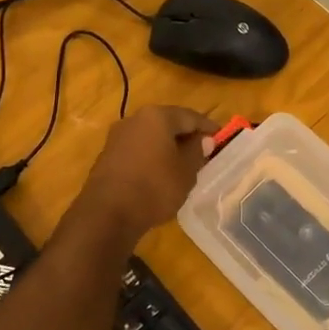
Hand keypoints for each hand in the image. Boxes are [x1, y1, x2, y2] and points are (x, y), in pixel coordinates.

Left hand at [81, 106, 212, 235]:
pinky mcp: (107, 155)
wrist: (107, 213)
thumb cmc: (154, 188)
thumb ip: (196, 152)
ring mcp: (117, 137)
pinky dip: (151, 156)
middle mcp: (134, 119)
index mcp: (157, 116)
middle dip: (186, 135)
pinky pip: (137, 149)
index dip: (208, 127)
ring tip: (183, 163)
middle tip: (203, 150)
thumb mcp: (185, 172)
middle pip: (167, 123)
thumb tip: (202, 140)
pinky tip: (159, 173)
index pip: (190, 116)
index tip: (221, 138)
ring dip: (167, 146)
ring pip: (150, 136)